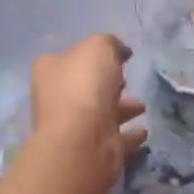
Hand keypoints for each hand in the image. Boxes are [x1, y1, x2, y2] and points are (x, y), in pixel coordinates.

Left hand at [28, 34, 146, 189]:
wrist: (83, 139)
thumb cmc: (85, 85)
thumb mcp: (100, 46)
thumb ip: (111, 43)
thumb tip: (120, 52)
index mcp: (50, 70)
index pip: (67, 57)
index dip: (90, 55)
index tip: (115, 58)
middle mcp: (55, 98)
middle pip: (84, 87)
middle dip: (107, 84)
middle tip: (127, 81)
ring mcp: (72, 127)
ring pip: (100, 114)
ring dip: (122, 109)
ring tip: (142, 106)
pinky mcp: (90, 150)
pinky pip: (113, 138)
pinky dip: (128, 135)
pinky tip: (143, 131)